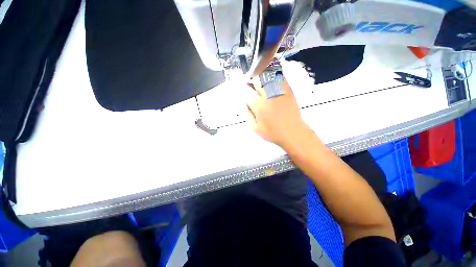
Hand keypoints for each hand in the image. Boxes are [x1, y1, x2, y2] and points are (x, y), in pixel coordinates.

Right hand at [245, 76, 308, 146]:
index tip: (241, 90)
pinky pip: (280, 77)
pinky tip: (269, 78)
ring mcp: (279, 92)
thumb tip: (245, 104)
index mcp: (259, 107)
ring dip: (261, 76)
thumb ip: (248, 115)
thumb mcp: (256, 128)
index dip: (243, 90)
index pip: (247, 93)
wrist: (293, 132)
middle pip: (257, 81)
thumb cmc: (273, 133)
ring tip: (258, 79)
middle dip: (251, 80)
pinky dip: (273, 75)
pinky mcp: (288, 91)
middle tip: (248, 82)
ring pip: (268, 77)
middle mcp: (268, 96)